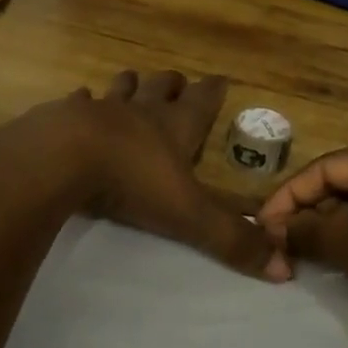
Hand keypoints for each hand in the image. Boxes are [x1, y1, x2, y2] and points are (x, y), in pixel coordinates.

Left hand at [61, 70, 289, 281]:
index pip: (202, 101)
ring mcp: (101, 109)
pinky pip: (77, 101)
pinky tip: (79, 99)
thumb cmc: (132, 181)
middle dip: (172, 84)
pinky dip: (81, 100)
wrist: (62, 157)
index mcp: (175, 127)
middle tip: (178, 82)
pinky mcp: (64, 116)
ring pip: (121, 87)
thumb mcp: (188, 215)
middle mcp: (141, 111)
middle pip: (161, 87)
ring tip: (133, 81)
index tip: (221, 78)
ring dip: (130, 85)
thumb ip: (231, 240)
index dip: (214, 90)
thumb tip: (285, 269)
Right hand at [256, 137, 347, 342]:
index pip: (326, 167)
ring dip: (334, 227)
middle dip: (312, 214)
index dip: (289, 197)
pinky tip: (342, 260)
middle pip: (344, 180)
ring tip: (306, 258)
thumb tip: (275, 228)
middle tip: (281, 247)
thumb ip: (315, 235)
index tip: (260, 226)